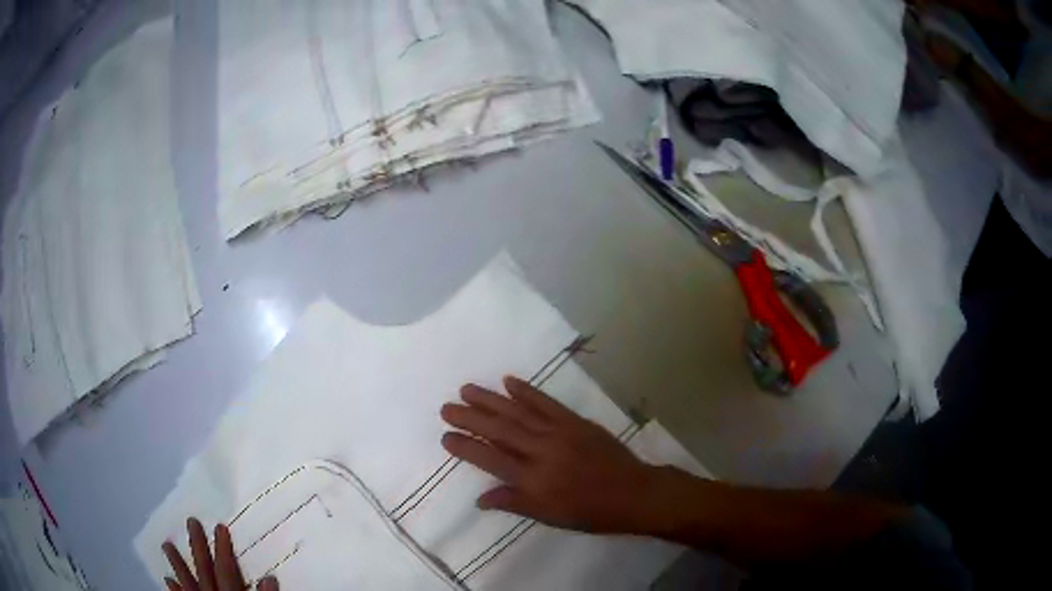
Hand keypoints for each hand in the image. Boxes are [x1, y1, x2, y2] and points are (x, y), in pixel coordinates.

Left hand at [161, 517, 278, 590]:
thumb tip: (269, 579)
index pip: (225, 570)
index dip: (223, 549)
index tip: (219, 527)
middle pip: (203, 570)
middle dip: (197, 546)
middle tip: (190, 522)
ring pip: (187, 582)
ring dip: (177, 564)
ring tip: (166, 545)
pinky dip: (174, 590)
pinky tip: (167, 580)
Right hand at [440, 376, 661, 532]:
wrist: (633, 493)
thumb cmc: (590, 512)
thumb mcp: (550, 516)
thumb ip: (514, 503)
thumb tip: (479, 499)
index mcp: (534, 480)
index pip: (490, 459)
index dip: (466, 447)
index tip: (446, 436)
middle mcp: (542, 452)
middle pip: (499, 430)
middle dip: (470, 417)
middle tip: (446, 407)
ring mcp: (559, 432)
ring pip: (518, 412)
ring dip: (490, 399)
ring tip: (467, 389)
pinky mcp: (575, 421)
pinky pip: (546, 403)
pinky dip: (526, 391)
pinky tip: (509, 381)